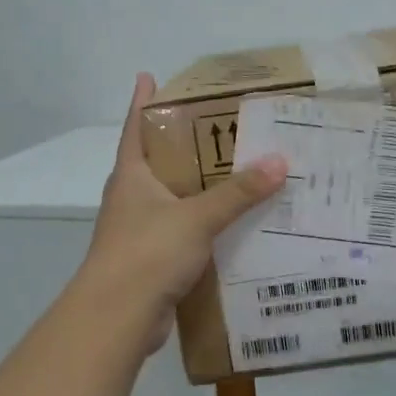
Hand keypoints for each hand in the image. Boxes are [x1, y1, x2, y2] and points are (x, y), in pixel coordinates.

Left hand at [80, 74, 287, 352]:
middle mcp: (131, 198)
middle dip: (180, 144)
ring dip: (195, 187)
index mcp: (131, 176)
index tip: (148, 77)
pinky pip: (180, 232)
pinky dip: (201, 225)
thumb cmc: (147, 253)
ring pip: (171, 199)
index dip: (142, 101)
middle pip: (155, 161)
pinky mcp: (149, 260)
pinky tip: (229, 225)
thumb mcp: (196, 217)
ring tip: (232, 173)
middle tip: (214, 125)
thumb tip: (279, 162)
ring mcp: (137, 230)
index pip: (136, 127)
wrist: (116, 318)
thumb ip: (237, 192)